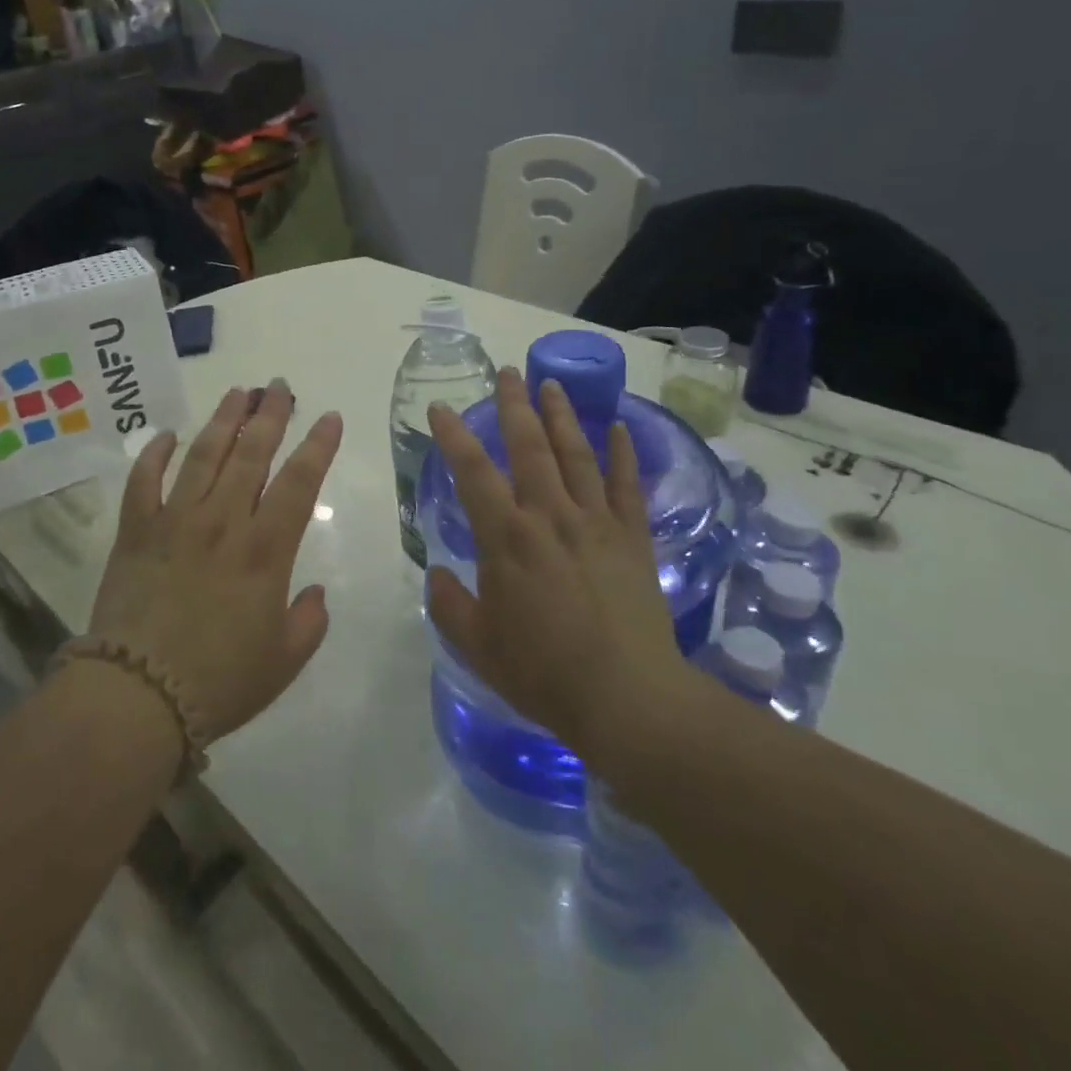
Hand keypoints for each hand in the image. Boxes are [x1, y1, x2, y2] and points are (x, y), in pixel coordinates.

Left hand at [87, 381, 341, 743]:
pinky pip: (143, 481)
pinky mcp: (135, 531)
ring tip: (237, 393)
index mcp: (265, 550)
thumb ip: (309, 622)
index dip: (317, 446)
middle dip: (270, 415)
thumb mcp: (284, 661)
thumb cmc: (219, 682)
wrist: (136, 696)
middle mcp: (222, 522)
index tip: (328, 417)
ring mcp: (175, 521)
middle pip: (251, 454)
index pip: (299, 482)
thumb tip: (315, 592)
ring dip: (223, 420)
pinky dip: (153, 454)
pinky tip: (166, 435)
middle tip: (278, 385)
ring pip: (203, 455)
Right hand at [425, 367, 689, 759]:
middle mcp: (549, 516)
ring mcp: (596, 523)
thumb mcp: (477, 645)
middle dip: (515, 405)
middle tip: (508, 371)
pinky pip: (626, 485)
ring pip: (575, 455)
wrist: (627, 698)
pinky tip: (619, 428)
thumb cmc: (543, 673)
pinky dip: (623, 454)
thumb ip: (450, 605)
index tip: (440, 407)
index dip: (453, 435)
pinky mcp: (633, 538)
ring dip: (561, 416)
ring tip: (552, 384)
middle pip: (529, 447)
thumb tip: (437, 575)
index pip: (472, 472)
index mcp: (507, 538)